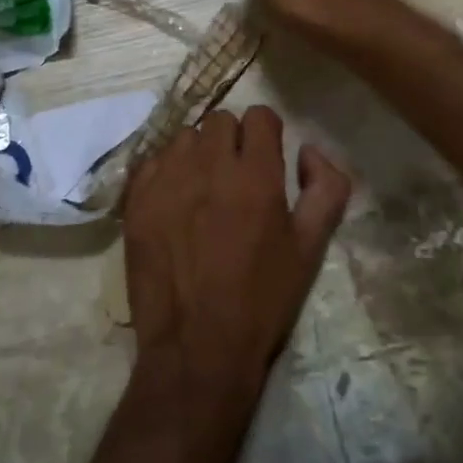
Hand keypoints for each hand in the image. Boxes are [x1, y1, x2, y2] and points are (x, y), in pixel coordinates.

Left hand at [123, 107, 351, 409]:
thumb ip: (325, 188)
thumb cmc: (262, 299)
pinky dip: (165, 172)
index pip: (260, 116)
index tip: (266, 158)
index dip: (267, 134)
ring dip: (197, 154)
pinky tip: (173, 203)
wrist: (196, 346)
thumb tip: (309, 150)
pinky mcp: (136, 199)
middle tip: (235, 179)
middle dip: (232, 141)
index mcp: (256, 175)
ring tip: (202, 191)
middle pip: (220, 121)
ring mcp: (167, 179)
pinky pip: (153, 161)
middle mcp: (208, 165)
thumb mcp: (310, 248)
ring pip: (184, 138)